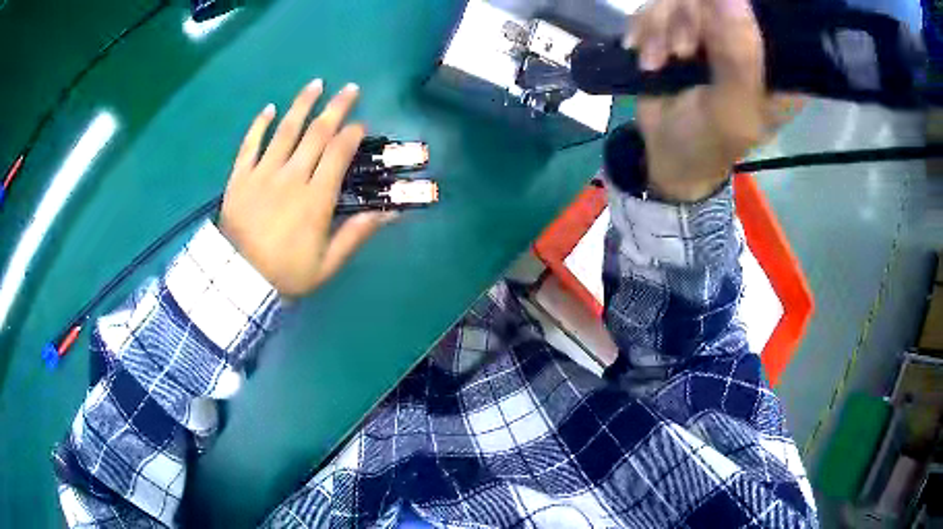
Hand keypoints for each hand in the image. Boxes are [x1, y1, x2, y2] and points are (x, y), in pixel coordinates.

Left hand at [219, 80, 395, 296]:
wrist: (238, 280)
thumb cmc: (285, 273)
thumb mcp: (327, 264)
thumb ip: (356, 235)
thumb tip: (389, 213)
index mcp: (316, 198)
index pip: (338, 153)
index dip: (351, 134)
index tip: (360, 124)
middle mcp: (292, 176)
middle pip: (317, 133)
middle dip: (336, 108)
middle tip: (350, 89)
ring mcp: (263, 173)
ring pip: (286, 130)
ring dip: (302, 105)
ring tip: (316, 84)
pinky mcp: (240, 176)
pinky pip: (250, 144)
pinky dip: (259, 124)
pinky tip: (269, 108)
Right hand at [625, 0, 803, 201]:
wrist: (664, 151)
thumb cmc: (707, 142)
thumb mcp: (731, 109)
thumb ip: (739, 58)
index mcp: (778, 67)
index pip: (768, 16)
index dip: (737, 13)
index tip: (713, 37)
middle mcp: (749, 41)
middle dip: (688, 20)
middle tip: (680, 52)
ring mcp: (714, 30)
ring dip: (660, 26)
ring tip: (655, 62)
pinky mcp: (683, 28)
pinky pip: (659, 5)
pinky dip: (645, 27)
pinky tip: (645, 55)